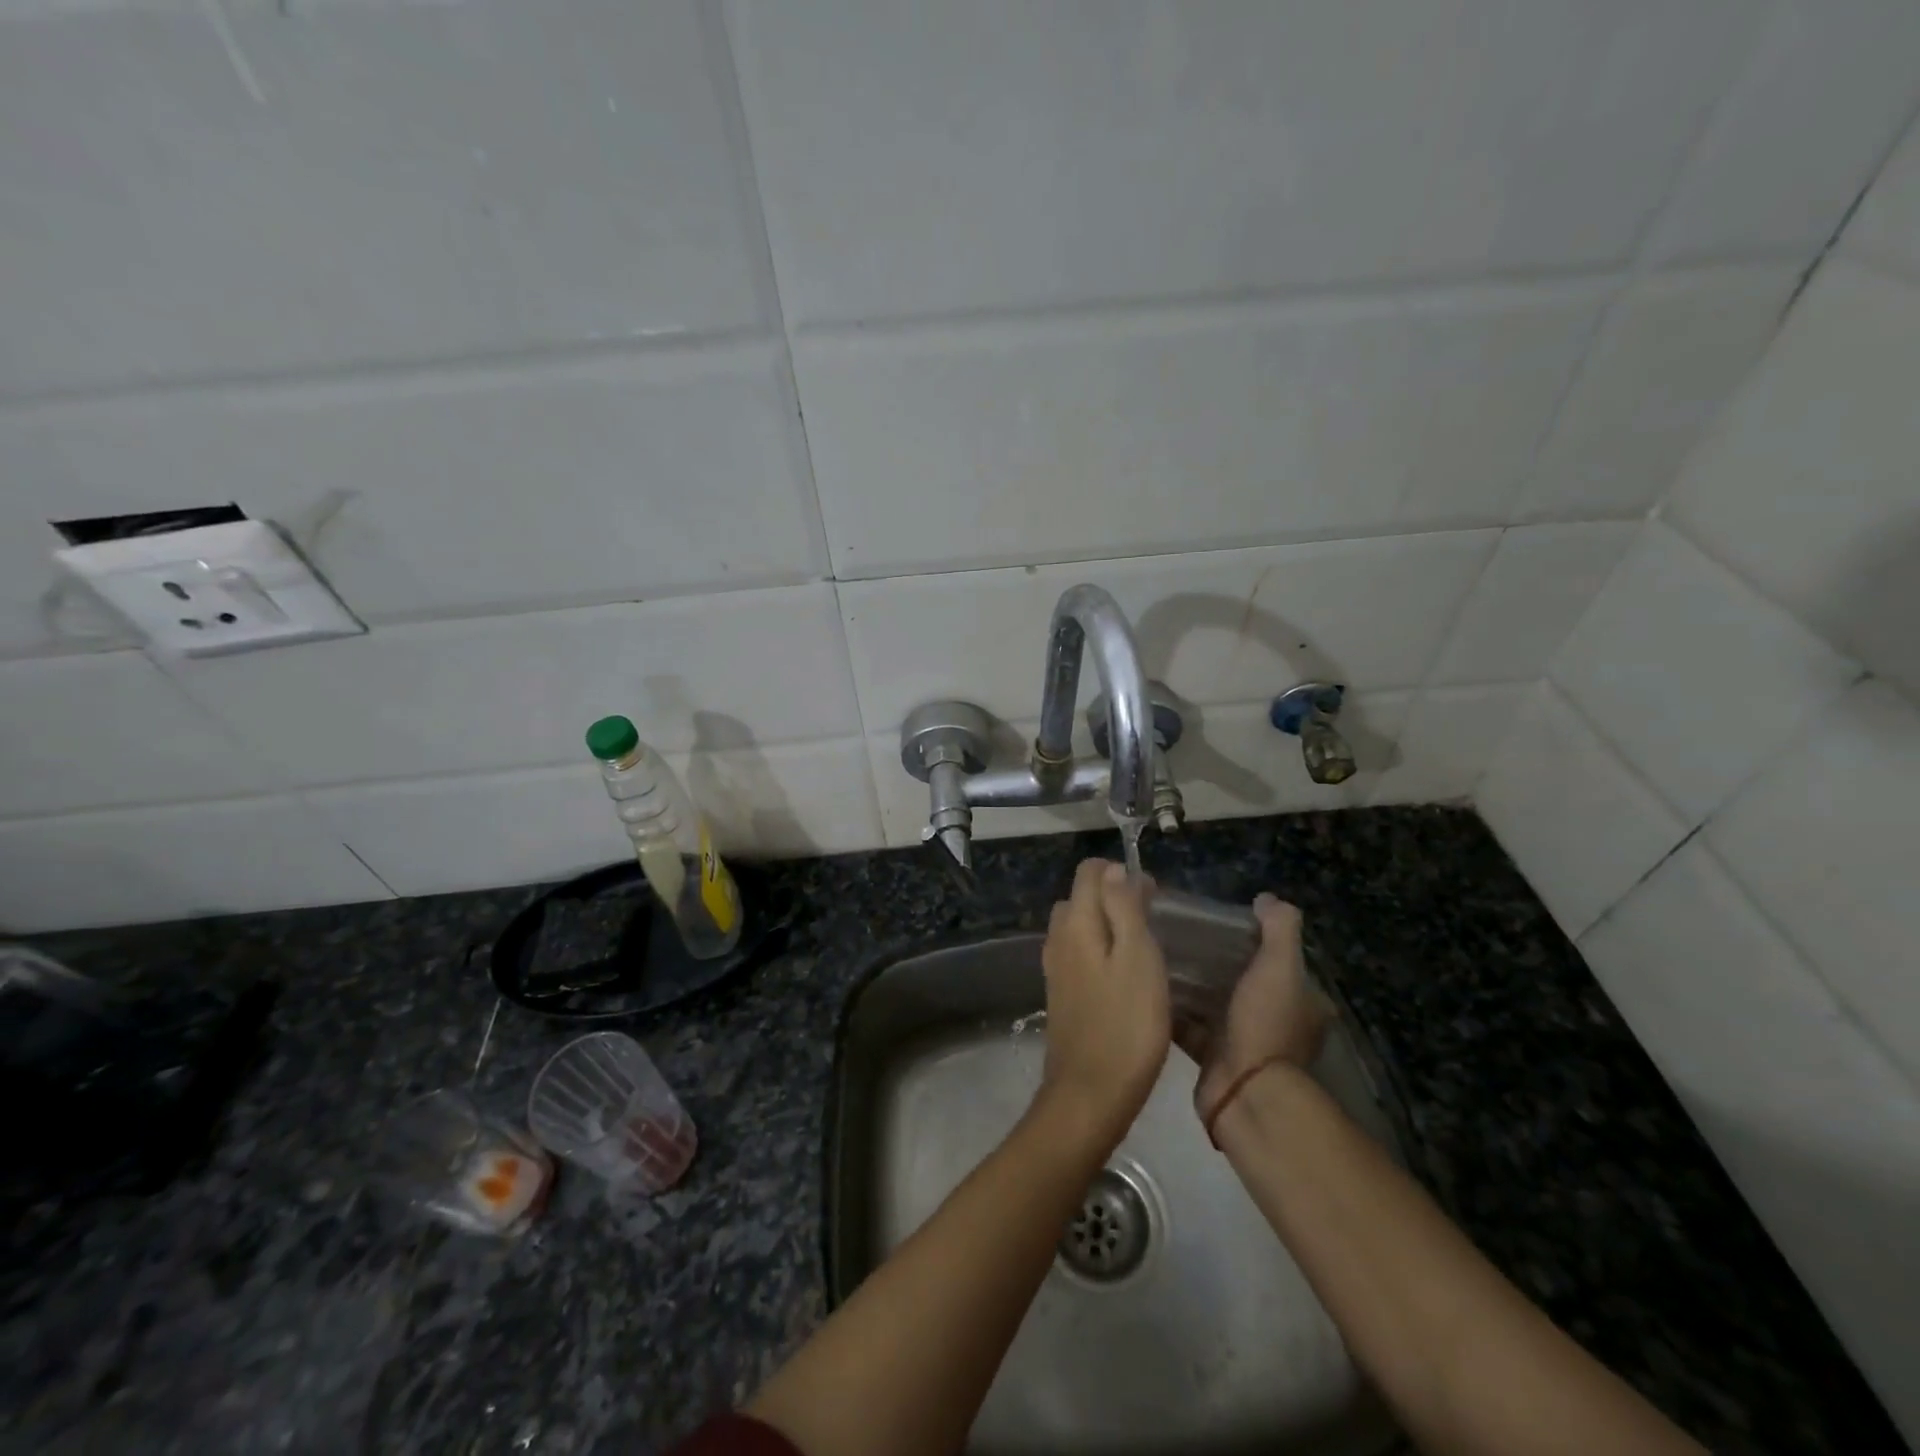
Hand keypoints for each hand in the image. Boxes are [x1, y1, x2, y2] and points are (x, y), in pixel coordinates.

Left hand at [1038, 860, 1170, 1139]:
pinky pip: (1077, 954)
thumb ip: (1124, 906)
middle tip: (1152, 920)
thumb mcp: (1138, 956)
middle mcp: (1057, 937)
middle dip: (1112, 896)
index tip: (1153, 895)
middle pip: (1080, 897)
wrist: (1091, 1093)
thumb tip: (1114, 870)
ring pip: (1077, 926)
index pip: (1088, 871)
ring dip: (1105, 924)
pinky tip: (1122, 977)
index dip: (1120, 872)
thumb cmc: (1126, 1023)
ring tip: (1141, 947)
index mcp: (1075, 922)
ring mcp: (1055, 967)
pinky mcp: (1060, 994)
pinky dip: (1098, 950)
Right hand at [1174, 894, 1331, 1124]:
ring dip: (1190, 984)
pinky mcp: (1211, 1056)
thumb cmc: (1266, 1024)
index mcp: (1300, 1003)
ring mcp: (1242, 1042)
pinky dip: (1172, 1008)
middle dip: (1214, 961)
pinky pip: (1189, 1024)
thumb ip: (1279, 929)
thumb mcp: (1280, 966)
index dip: (1253, 940)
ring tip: (1157, 953)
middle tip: (1180, 934)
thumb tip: (1266, 898)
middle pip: (1241, 981)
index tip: (1220, 923)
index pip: (1278, 962)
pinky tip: (1147, 984)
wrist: (1244, 1092)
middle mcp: (1274, 1022)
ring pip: (1213, 1002)